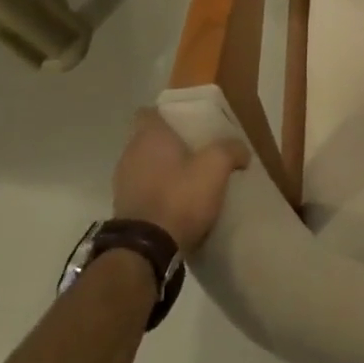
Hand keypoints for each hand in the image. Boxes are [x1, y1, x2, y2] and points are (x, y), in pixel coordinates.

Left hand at [112, 108, 251, 251]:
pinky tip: (178, 202)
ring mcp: (122, 184)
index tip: (187, 122)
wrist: (146, 250)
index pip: (147, 112)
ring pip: (146, 165)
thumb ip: (231, 149)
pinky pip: (143, 190)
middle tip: (197, 149)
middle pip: (149, 139)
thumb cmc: (180, 196)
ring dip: (164, 170)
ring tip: (190, 178)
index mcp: (148, 136)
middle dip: (170, 143)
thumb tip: (241, 150)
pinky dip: (158, 192)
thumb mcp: (216, 166)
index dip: (167, 114)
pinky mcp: (124, 210)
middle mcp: (129, 154)